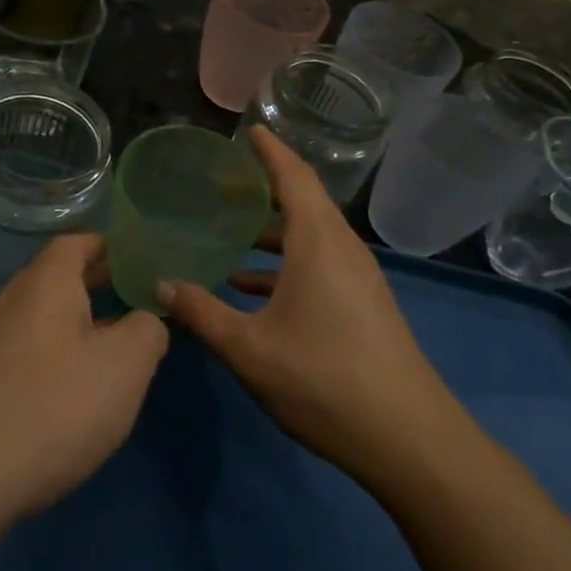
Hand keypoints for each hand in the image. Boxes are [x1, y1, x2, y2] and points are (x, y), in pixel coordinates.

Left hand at [0, 234, 168, 519]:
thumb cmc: (53, 405)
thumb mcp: (124, 365)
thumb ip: (147, 331)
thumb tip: (146, 320)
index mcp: (47, 282)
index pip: (76, 243)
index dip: (109, 246)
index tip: (140, 259)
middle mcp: (13, 302)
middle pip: (59, 280)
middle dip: (99, 286)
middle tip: (139, 300)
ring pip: (45, 320)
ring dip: (80, 326)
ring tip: (118, 348)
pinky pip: (30, 354)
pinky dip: (58, 358)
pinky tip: (77, 392)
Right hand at [158, 127, 460, 490]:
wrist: (409, 440)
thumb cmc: (324, 381)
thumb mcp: (248, 349)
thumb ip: (201, 312)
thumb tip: (161, 283)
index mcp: (319, 244)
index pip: (295, 177)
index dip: (270, 150)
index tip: (248, 130)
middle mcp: (342, 250)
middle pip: (303, 202)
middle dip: (264, 189)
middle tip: (221, 184)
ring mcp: (358, 279)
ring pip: (310, 237)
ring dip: (272, 231)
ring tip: (229, 233)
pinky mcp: (363, 305)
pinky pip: (319, 264)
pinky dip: (285, 263)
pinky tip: (250, 288)